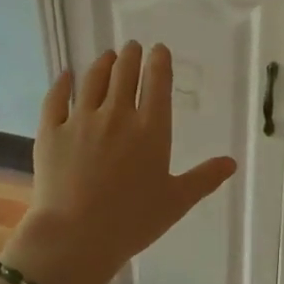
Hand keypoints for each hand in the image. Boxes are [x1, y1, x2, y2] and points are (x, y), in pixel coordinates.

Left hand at [1, 41, 236, 283]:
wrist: (76, 236)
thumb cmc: (133, 221)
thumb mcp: (176, 201)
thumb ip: (204, 178)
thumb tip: (232, 162)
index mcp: (151, 129)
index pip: (157, 83)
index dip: (159, 62)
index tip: (159, 49)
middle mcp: (117, 115)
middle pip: (124, 74)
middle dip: (131, 56)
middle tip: (132, 47)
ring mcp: (81, 120)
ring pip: (93, 80)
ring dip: (102, 63)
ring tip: (107, 55)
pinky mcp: (51, 132)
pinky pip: (56, 99)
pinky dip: (62, 83)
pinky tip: (65, 75)